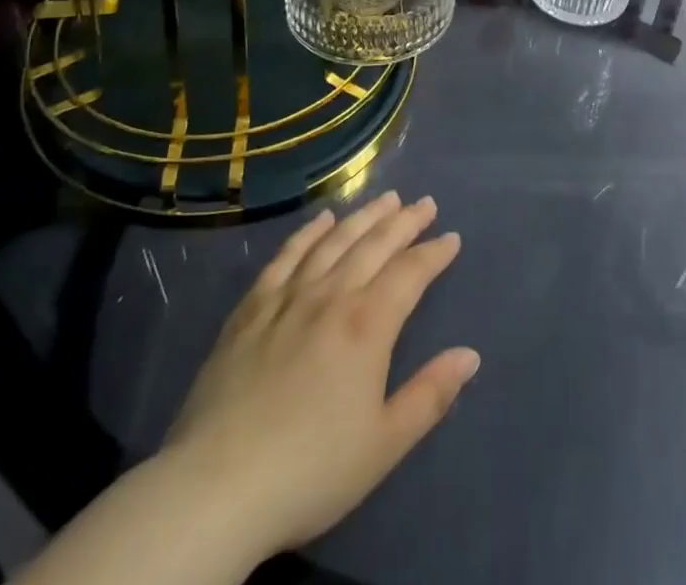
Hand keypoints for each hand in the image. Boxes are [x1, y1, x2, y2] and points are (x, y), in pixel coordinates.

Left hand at [162, 193, 479, 557]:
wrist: (215, 488)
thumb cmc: (310, 471)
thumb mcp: (384, 445)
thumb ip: (430, 395)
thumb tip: (470, 355)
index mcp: (367, 325)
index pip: (410, 273)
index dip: (434, 253)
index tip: (452, 238)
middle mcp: (331, 296)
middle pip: (375, 244)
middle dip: (405, 221)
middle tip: (425, 203)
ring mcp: (288, 297)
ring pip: (334, 241)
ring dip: (364, 216)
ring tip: (386, 198)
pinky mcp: (251, 308)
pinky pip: (286, 257)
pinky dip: (308, 233)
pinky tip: (322, 220)